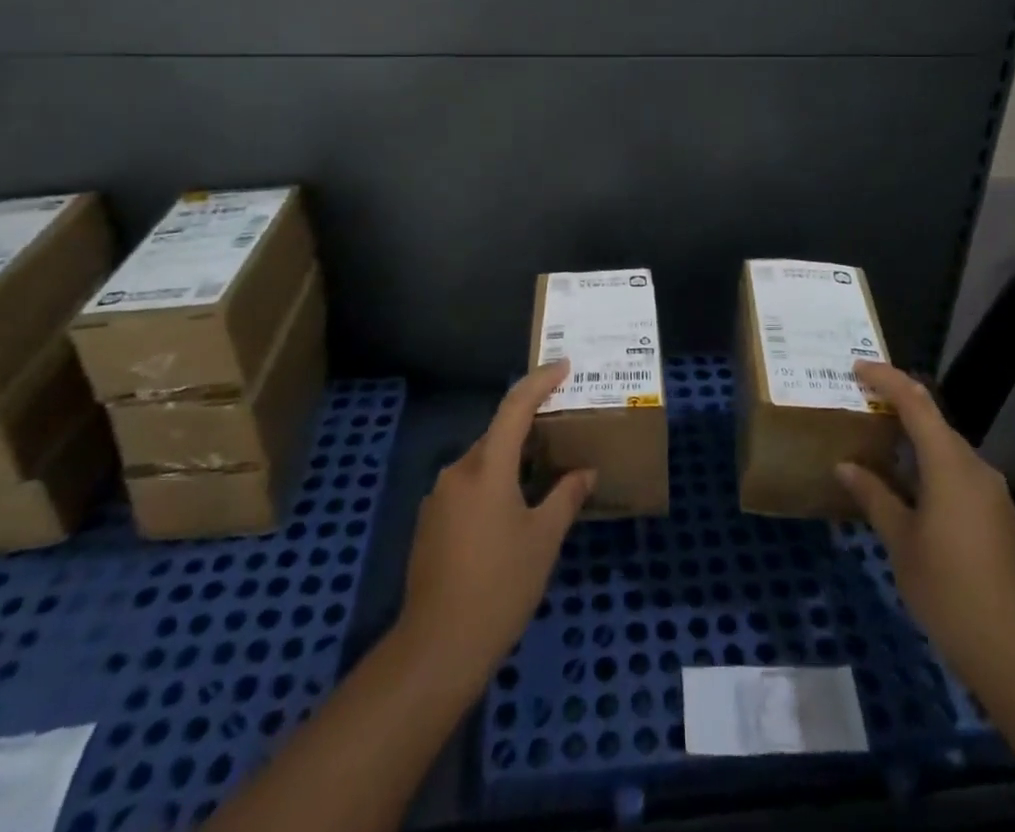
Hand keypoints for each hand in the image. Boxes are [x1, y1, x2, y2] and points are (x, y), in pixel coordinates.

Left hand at [399, 360, 594, 690]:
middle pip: (497, 435)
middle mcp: (458, 472)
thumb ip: (565, 497)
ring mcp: (439, 498)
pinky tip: (509, 512)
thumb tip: (585, 472)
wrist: (437, 648)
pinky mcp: (429, 523)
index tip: (563, 366)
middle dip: (528, 427)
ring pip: (481, 462)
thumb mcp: (543, 541)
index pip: (515, 408)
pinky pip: (467, 487)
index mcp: (487, 468)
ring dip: (509, 460)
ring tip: (541, 474)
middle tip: (560, 430)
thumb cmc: (500, 587)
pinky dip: (491, 485)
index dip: (539, 381)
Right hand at [836, 361, 1014, 695]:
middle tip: (860, 405)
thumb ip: (874, 496)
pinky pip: (958, 474)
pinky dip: (929, 466)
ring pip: (947, 449)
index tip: (856, 367)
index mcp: (950, 463)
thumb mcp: (900, 542)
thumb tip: (846, 466)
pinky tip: (908, 487)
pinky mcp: (998, 517)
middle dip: (898, 407)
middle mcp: (975, 467)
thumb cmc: (949, 589)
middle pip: (934, 421)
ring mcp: (992, 493)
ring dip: (913, 439)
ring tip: (877, 443)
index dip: (887, 379)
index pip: (916, 402)